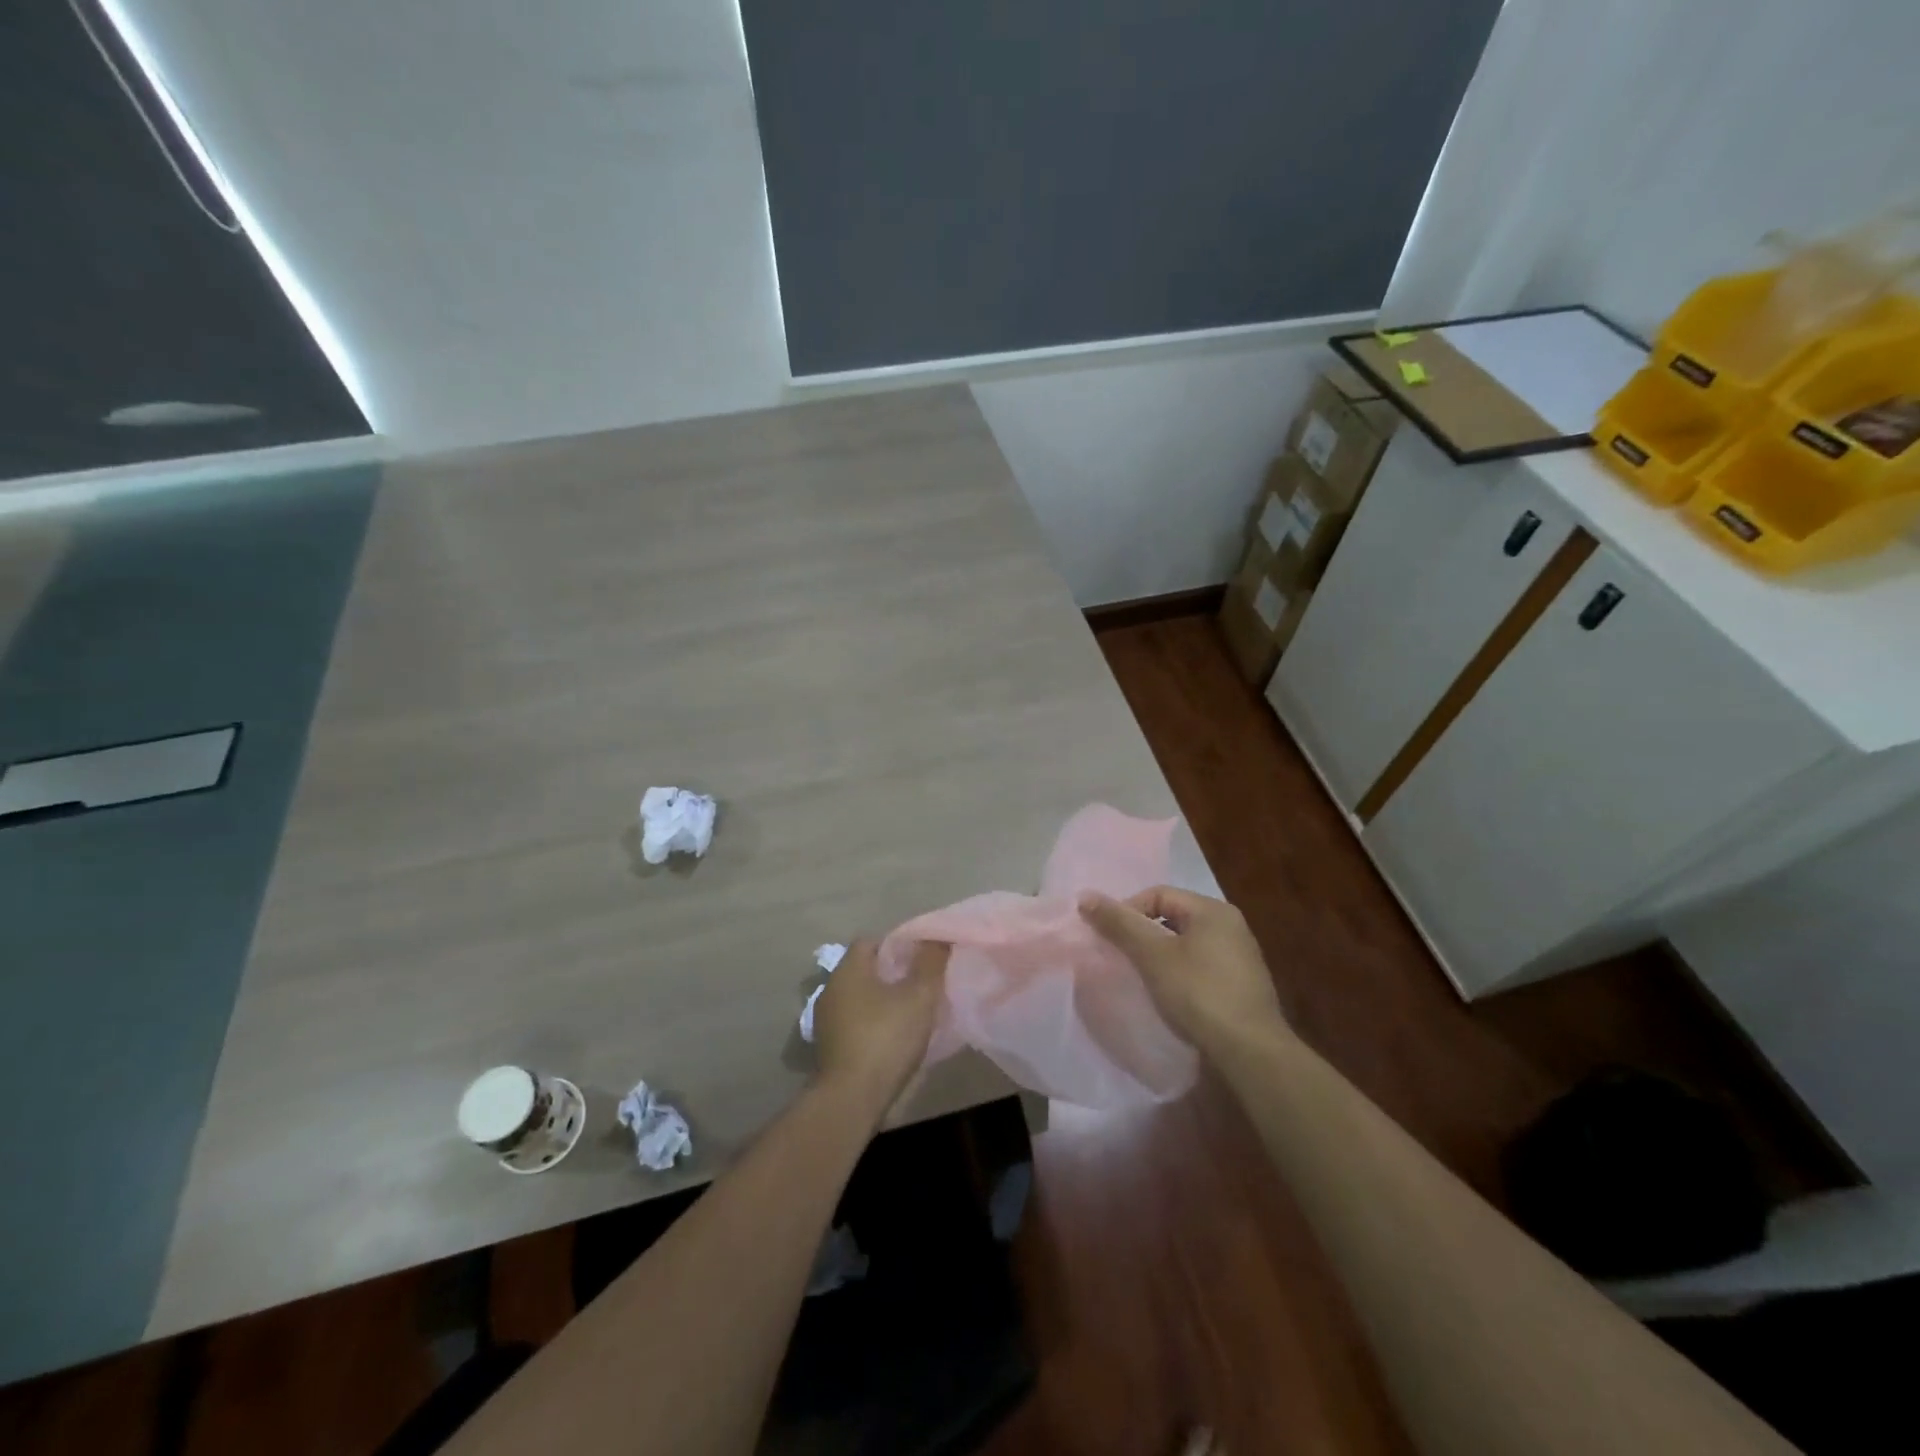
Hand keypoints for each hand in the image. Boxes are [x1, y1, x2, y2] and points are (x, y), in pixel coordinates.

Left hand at [811, 939, 946, 1113]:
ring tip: (910, 1013)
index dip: (897, 946)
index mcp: (848, 969)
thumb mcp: (919, 997)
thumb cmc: (886, 1038)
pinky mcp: (828, 1047)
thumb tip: (938, 937)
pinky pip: (854, 1022)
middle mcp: (831, 988)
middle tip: (920, 984)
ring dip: (881, 1001)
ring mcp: (826, 1019)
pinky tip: (892, 1038)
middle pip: (864, 969)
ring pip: (859, 998)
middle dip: (891, 974)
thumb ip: (930, 963)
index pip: (871, 941)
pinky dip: (872, 1024)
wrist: (851, 1098)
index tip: (921, 959)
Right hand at [1079, 886, 1288, 1059]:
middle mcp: (1231, 926)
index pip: (1158, 894)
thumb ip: (1120, 924)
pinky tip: (1168, 996)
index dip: (1127, 911)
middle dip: (1142, 934)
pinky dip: (1178, 974)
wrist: (1251, 1052)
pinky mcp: (1242, 986)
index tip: (1109, 938)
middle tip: (1120, 956)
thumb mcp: (1153, 956)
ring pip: (1185, 944)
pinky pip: (1200, 967)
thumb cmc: (1199, 994)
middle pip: (1172, 917)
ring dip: (1159, 956)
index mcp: (1213, 910)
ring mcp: (1240, 957)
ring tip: (1139, 977)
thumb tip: (1085, 896)